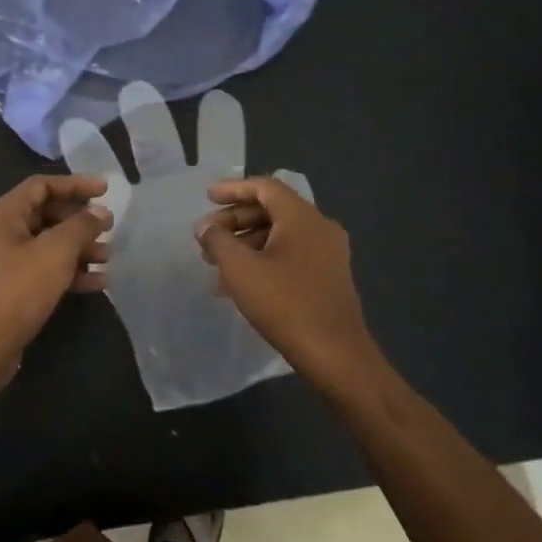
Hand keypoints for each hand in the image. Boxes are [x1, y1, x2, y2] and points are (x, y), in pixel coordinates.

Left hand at [0, 174, 111, 383]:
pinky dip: (69, 272)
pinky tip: (98, 283)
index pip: (42, 186)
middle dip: (80, 221)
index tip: (106, 191)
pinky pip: (44, 270)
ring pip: (47, 245)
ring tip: (108, 258)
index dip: (75, 184)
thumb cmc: (16, 291)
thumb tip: (100, 212)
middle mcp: (0, 233)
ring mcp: (3, 263)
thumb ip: (81, 227)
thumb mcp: (55, 253)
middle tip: (109, 229)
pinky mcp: (10, 290)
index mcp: (3, 215)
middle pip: (46, 215)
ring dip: (79, 249)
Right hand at [195, 176, 374, 382]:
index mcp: (302, 217)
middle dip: (236, 220)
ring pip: (281, 234)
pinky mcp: (329, 276)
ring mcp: (328, 252)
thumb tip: (205, 227)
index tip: (207, 198)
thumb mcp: (240, 269)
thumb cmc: (285, 304)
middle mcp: (320, 227)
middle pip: (272, 210)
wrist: (335, 354)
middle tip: (207, 237)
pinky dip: (264, 258)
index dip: (233, 189)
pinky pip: (291, 254)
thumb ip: (218, 241)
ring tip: (217, 263)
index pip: (265, 187)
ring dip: (247, 242)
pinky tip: (242, 282)